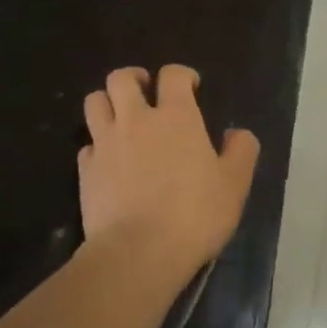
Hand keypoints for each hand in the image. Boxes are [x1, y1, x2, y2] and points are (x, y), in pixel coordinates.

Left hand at [80, 66, 259, 272]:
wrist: (139, 252)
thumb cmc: (195, 214)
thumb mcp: (235, 184)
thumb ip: (241, 151)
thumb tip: (237, 134)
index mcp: (177, 117)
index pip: (173, 75)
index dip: (182, 75)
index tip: (191, 87)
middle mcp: (136, 120)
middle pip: (121, 79)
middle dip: (135, 78)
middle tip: (147, 92)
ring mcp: (105, 144)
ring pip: (94, 103)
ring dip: (108, 102)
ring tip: (122, 118)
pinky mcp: (85, 171)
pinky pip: (87, 144)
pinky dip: (98, 144)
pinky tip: (110, 160)